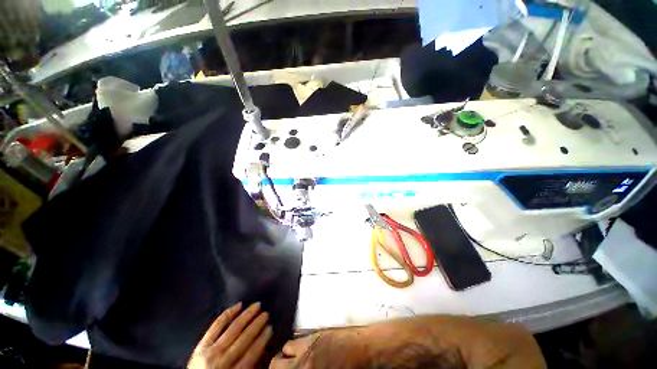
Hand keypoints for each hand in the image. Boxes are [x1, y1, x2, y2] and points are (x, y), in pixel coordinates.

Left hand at [188, 302, 272, 368]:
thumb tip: (262, 348)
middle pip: (244, 338)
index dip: (263, 339)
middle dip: (257, 324)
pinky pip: (217, 325)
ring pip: (233, 328)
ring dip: (247, 315)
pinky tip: (239, 305)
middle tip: (266, 314)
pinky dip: (229, 313)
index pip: (252, 353)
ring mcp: (210, 351)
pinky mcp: (201, 344)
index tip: (270, 328)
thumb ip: (248, 367)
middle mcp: (222, 361)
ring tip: (258, 306)